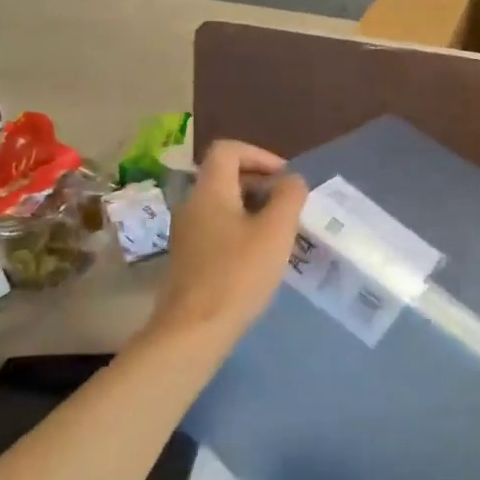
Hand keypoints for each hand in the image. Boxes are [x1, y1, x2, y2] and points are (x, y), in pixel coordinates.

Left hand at [150, 141, 306, 343]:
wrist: (194, 330)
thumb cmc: (238, 274)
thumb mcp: (275, 231)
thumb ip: (289, 197)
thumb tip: (291, 180)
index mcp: (210, 191)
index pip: (228, 150)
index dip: (260, 155)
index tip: (285, 179)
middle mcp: (192, 205)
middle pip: (225, 176)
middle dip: (261, 183)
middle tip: (289, 206)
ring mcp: (187, 233)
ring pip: (223, 204)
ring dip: (254, 208)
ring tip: (281, 232)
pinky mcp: (189, 258)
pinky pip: (218, 228)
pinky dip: (242, 229)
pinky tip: (261, 256)